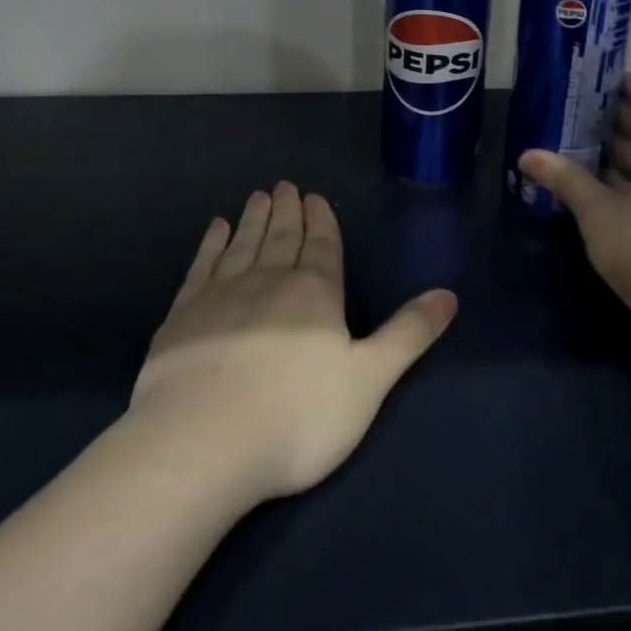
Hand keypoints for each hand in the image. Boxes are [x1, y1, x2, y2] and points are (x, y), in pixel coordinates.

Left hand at [132, 182, 455, 501]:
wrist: (202, 444)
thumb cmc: (298, 417)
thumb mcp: (369, 379)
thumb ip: (408, 334)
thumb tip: (449, 294)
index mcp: (315, 293)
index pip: (322, 246)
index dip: (321, 221)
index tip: (314, 197)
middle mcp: (268, 282)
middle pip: (281, 238)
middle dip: (287, 211)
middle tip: (284, 186)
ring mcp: (220, 296)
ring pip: (243, 245)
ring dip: (253, 220)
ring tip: (258, 197)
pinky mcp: (181, 317)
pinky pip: (201, 267)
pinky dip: (210, 245)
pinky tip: (215, 230)